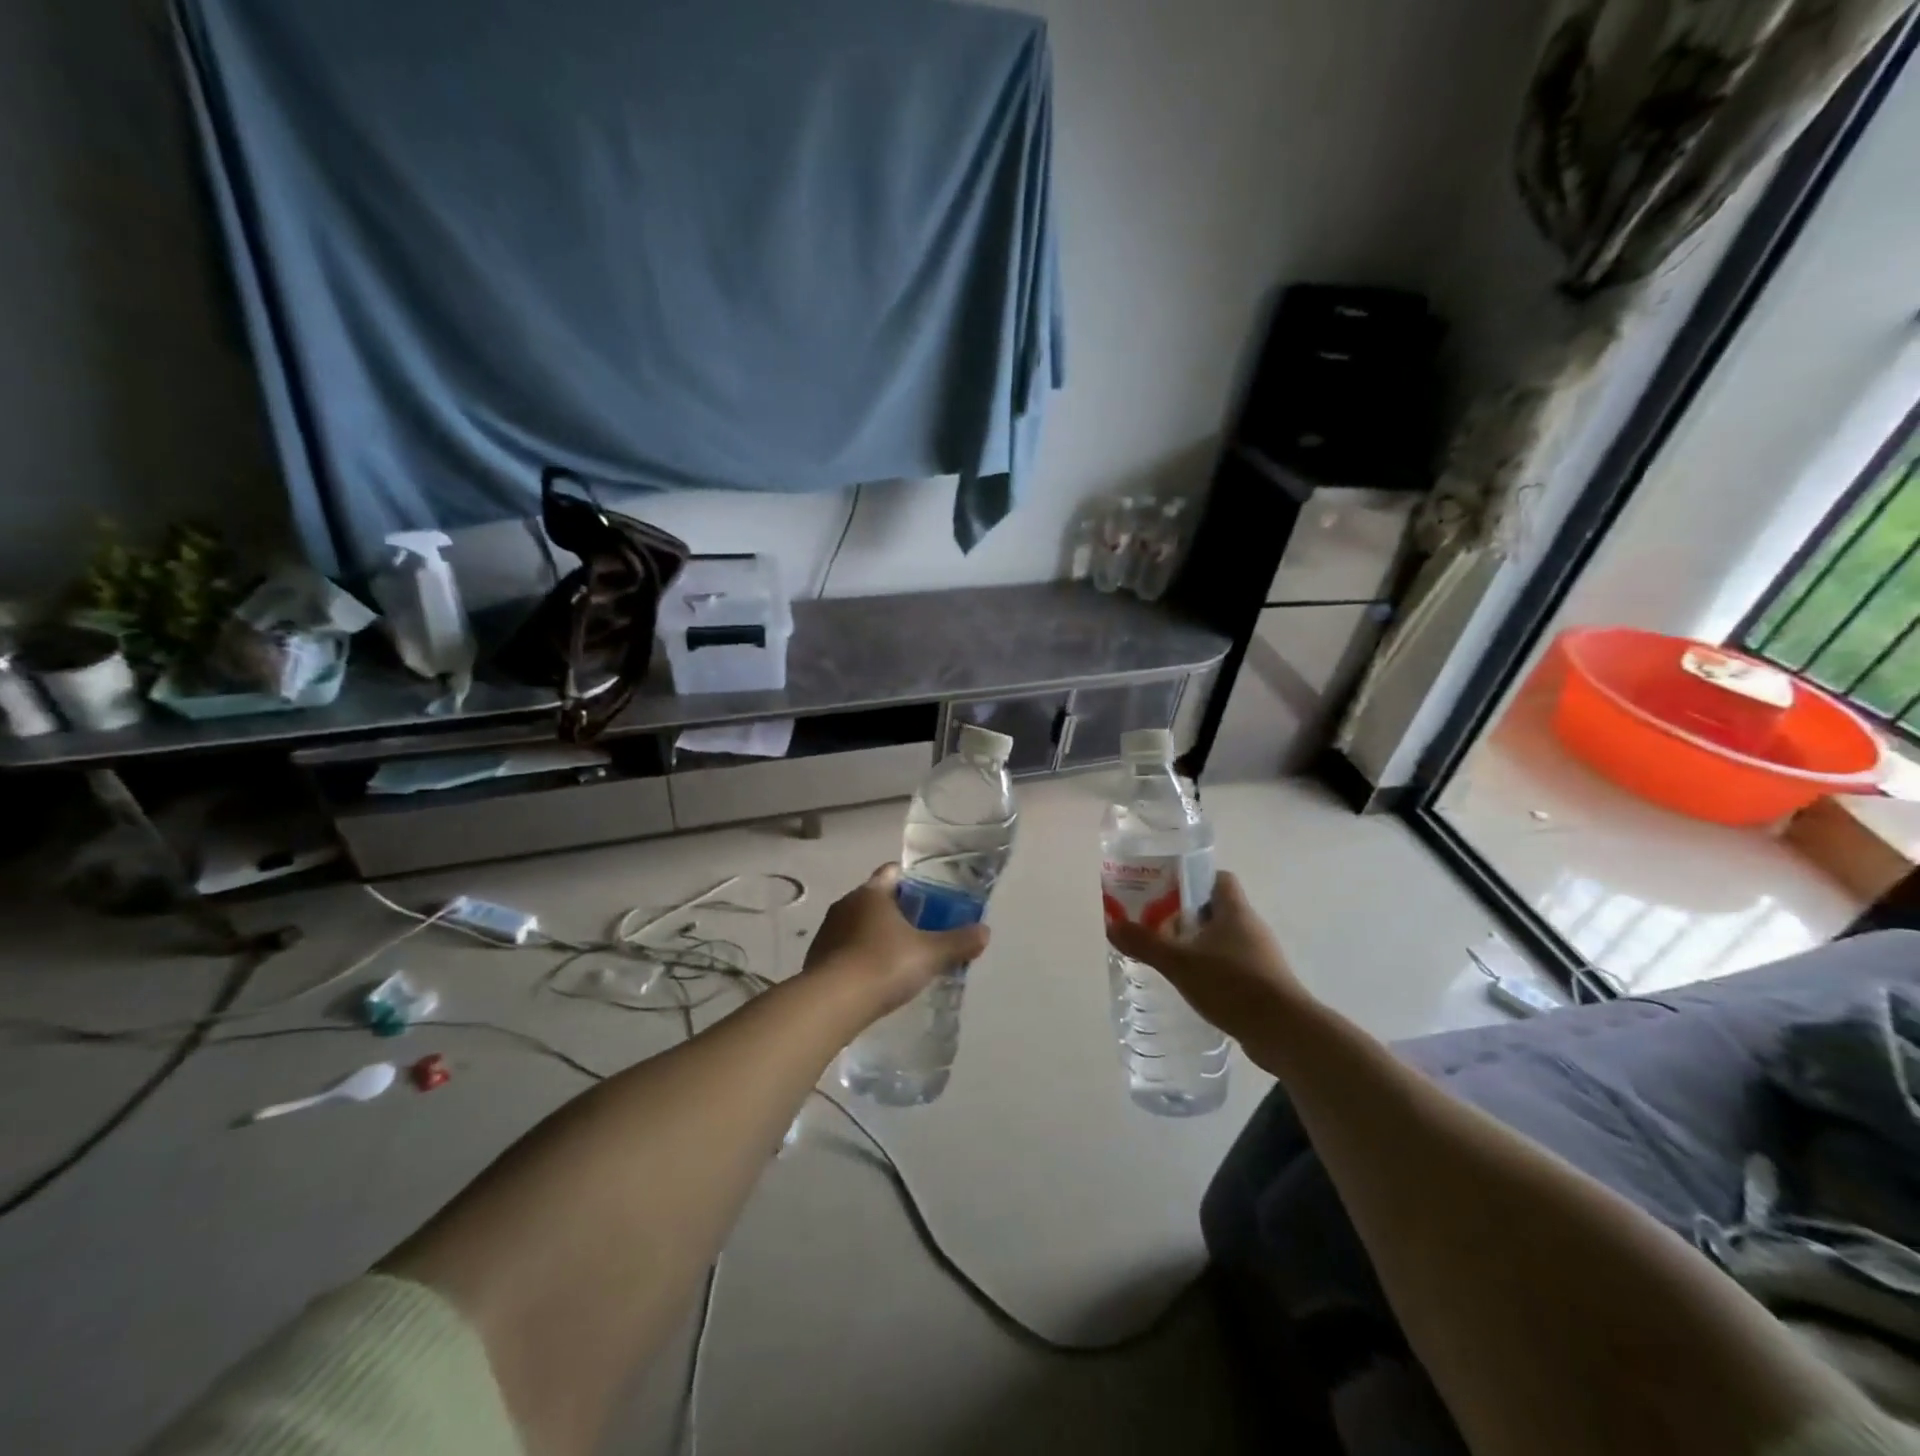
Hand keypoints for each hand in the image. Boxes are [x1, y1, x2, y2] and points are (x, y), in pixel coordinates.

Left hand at [805, 865, 990, 1017]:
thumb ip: (958, 942)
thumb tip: (985, 932)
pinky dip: (860, 956)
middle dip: (897, 910)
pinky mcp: (817, 958)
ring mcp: (827, 931)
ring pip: (858, 924)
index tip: (930, 895)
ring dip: (876, 935)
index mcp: (871, 892)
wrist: (831, 1004)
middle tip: (922, 929)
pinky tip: (874, 978)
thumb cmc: (883, 965)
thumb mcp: (930, 955)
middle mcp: (846, 904)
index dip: (912, 880)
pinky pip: (844, 948)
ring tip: (899, 957)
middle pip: (876, 898)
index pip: (892, 871)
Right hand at [1105, 871, 1307, 1040]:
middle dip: (1187, 915)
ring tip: (1169, 956)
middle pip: (1217, 908)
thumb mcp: (1180, 962)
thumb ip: (1145, 943)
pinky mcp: (1263, 983)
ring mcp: (1260, 956)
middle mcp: (1251, 927)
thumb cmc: (1233, 985)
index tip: (1166, 890)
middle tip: (1157, 924)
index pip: (1218, 878)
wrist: (1284, 1032)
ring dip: (1198, 944)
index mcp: (1235, 910)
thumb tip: (1112, 925)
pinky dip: (1212, 969)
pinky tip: (1192, 984)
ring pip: (1223, 938)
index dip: (1193, 879)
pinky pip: (1232, 965)